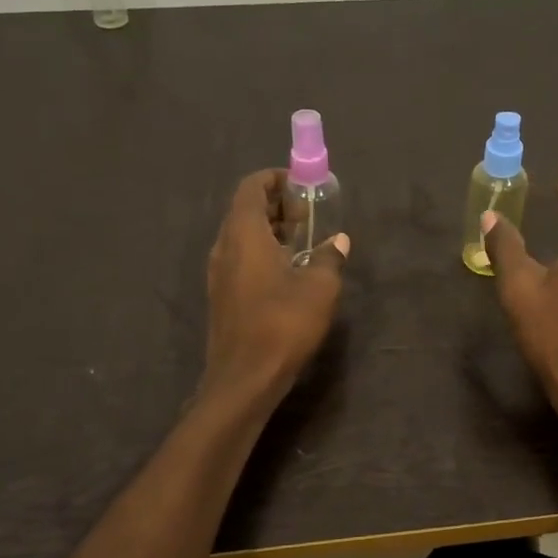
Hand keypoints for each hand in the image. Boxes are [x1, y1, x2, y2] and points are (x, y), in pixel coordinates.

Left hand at [203, 169, 348, 398]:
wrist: (244, 378)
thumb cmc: (283, 324)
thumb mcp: (320, 287)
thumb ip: (330, 257)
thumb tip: (339, 240)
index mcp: (244, 234)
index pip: (251, 187)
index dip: (274, 179)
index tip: (301, 186)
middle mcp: (224, 247)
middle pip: (245, 210)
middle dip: (276, 206)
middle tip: (308, 216)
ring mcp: (219, 273)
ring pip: (242, 237)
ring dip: (270, 232)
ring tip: (303, 243)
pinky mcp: (222, 296)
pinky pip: (240, 260)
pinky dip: (262, 253)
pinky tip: (288, 273)